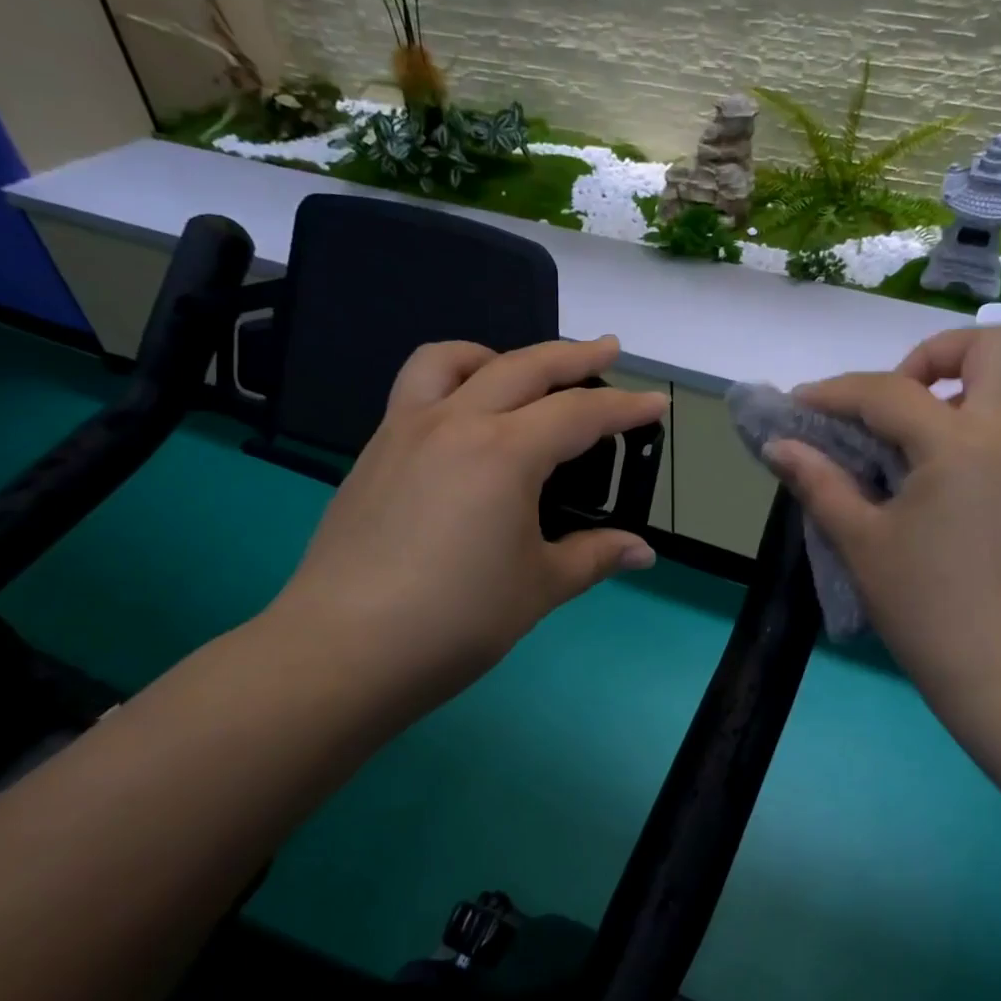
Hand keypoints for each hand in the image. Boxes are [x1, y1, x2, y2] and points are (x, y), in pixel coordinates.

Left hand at [267, 336, 664, 714]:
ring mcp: (404, 431)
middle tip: (608, 350)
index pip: (580, 415)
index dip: (626, 409)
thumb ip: (594, 556)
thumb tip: (641, 552)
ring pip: (452, 361)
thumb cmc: (455, 620)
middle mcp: (454, 423)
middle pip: (524, 367)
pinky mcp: (373, 452)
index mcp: (504, 453)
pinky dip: (452, 382)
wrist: (342, 650)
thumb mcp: (539, 587)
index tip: (657, 404)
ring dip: (498, 355)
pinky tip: (465, 424)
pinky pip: (415, 391)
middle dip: (574, 356)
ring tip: (521, 374)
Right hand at [763, 326, 1000, 717]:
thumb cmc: (929, 608)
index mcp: (962, 445)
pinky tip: (920, 481)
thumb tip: (779, 446)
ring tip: (893, 446)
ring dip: (946, 395)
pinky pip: (1000, 431)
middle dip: (933, 355)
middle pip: (994, 347)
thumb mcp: (862, 543)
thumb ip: (820, 482)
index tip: (799, 408)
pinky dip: (959, 431)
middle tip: (887, 403)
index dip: (835, 392)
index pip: (890, 390)